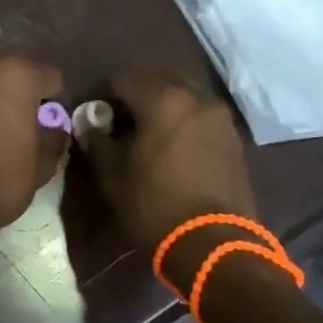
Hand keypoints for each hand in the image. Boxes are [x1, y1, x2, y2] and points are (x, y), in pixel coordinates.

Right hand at [75, 72, 255, 251]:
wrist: (214, 244)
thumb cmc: (154, 206)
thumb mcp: (113, 176)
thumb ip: (98, 143)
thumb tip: (89, 127)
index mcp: (163, 100)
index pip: (123, 78)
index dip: (103, 94)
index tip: (95, 118)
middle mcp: (196, 98)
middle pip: (157, 80)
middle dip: (135, 96)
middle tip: (120, 124)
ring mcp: (220, 116)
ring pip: (182, 96)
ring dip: (161, 107)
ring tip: (147, 136)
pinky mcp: (233, 137)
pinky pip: (200, 115)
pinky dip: (183, 121)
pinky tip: (172, 148)